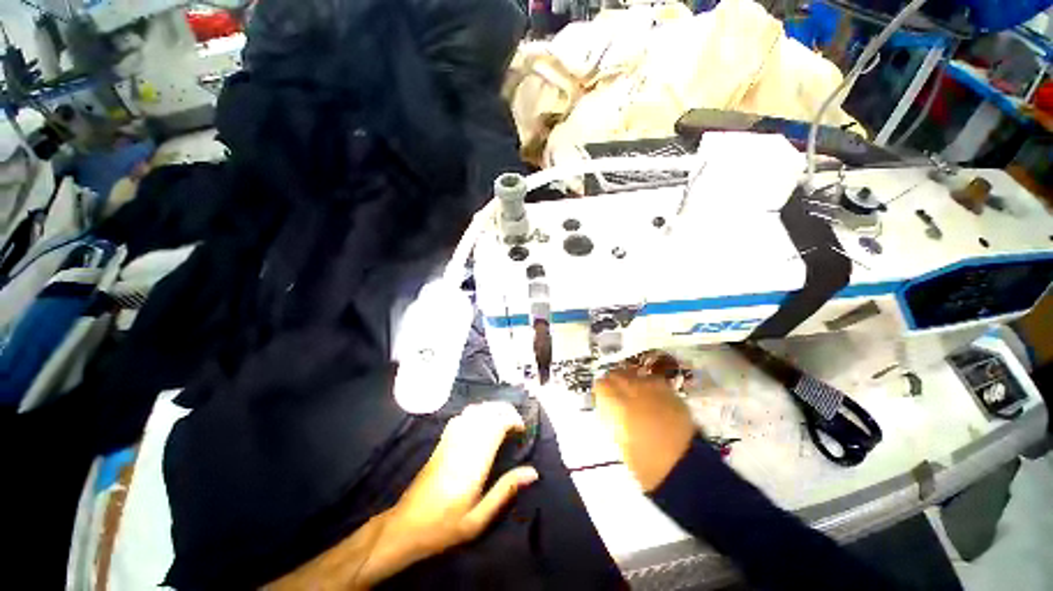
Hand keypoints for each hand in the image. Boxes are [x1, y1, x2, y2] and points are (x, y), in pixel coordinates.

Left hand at [366, 402, 539, 580]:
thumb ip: (505, 491)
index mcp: (474, 461)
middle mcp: (462, 443)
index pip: (496, 424)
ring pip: (474, 410)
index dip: (512, 419)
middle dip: (505, 410)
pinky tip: (481, 421)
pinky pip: (461, 417)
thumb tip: (532, 472)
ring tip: (502, 420)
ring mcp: (449, 440)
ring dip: (491, 409)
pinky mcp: (441, 442)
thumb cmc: (444, 526)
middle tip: (516, 423)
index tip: (521, 429)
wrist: (405, 527)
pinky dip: (475, 412)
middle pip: (486, 411)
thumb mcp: (479, 519)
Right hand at [593, 365, 695, 491]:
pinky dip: (648, 385)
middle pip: (618, 374)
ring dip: (630, 380)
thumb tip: (607, 406)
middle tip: (613, 393)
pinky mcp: (672, 394)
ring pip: (636, 375)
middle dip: (613, 381)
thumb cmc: (645, 463)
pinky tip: (649, 397)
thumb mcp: (619, 440)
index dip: (600, 390)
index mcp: (619, 405)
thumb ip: (611, 416)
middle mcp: (635, 392)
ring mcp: (655, 391)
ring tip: (632, 393)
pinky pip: (654, 381)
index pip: (602, 385)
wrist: (685, 469)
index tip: (600, 396)